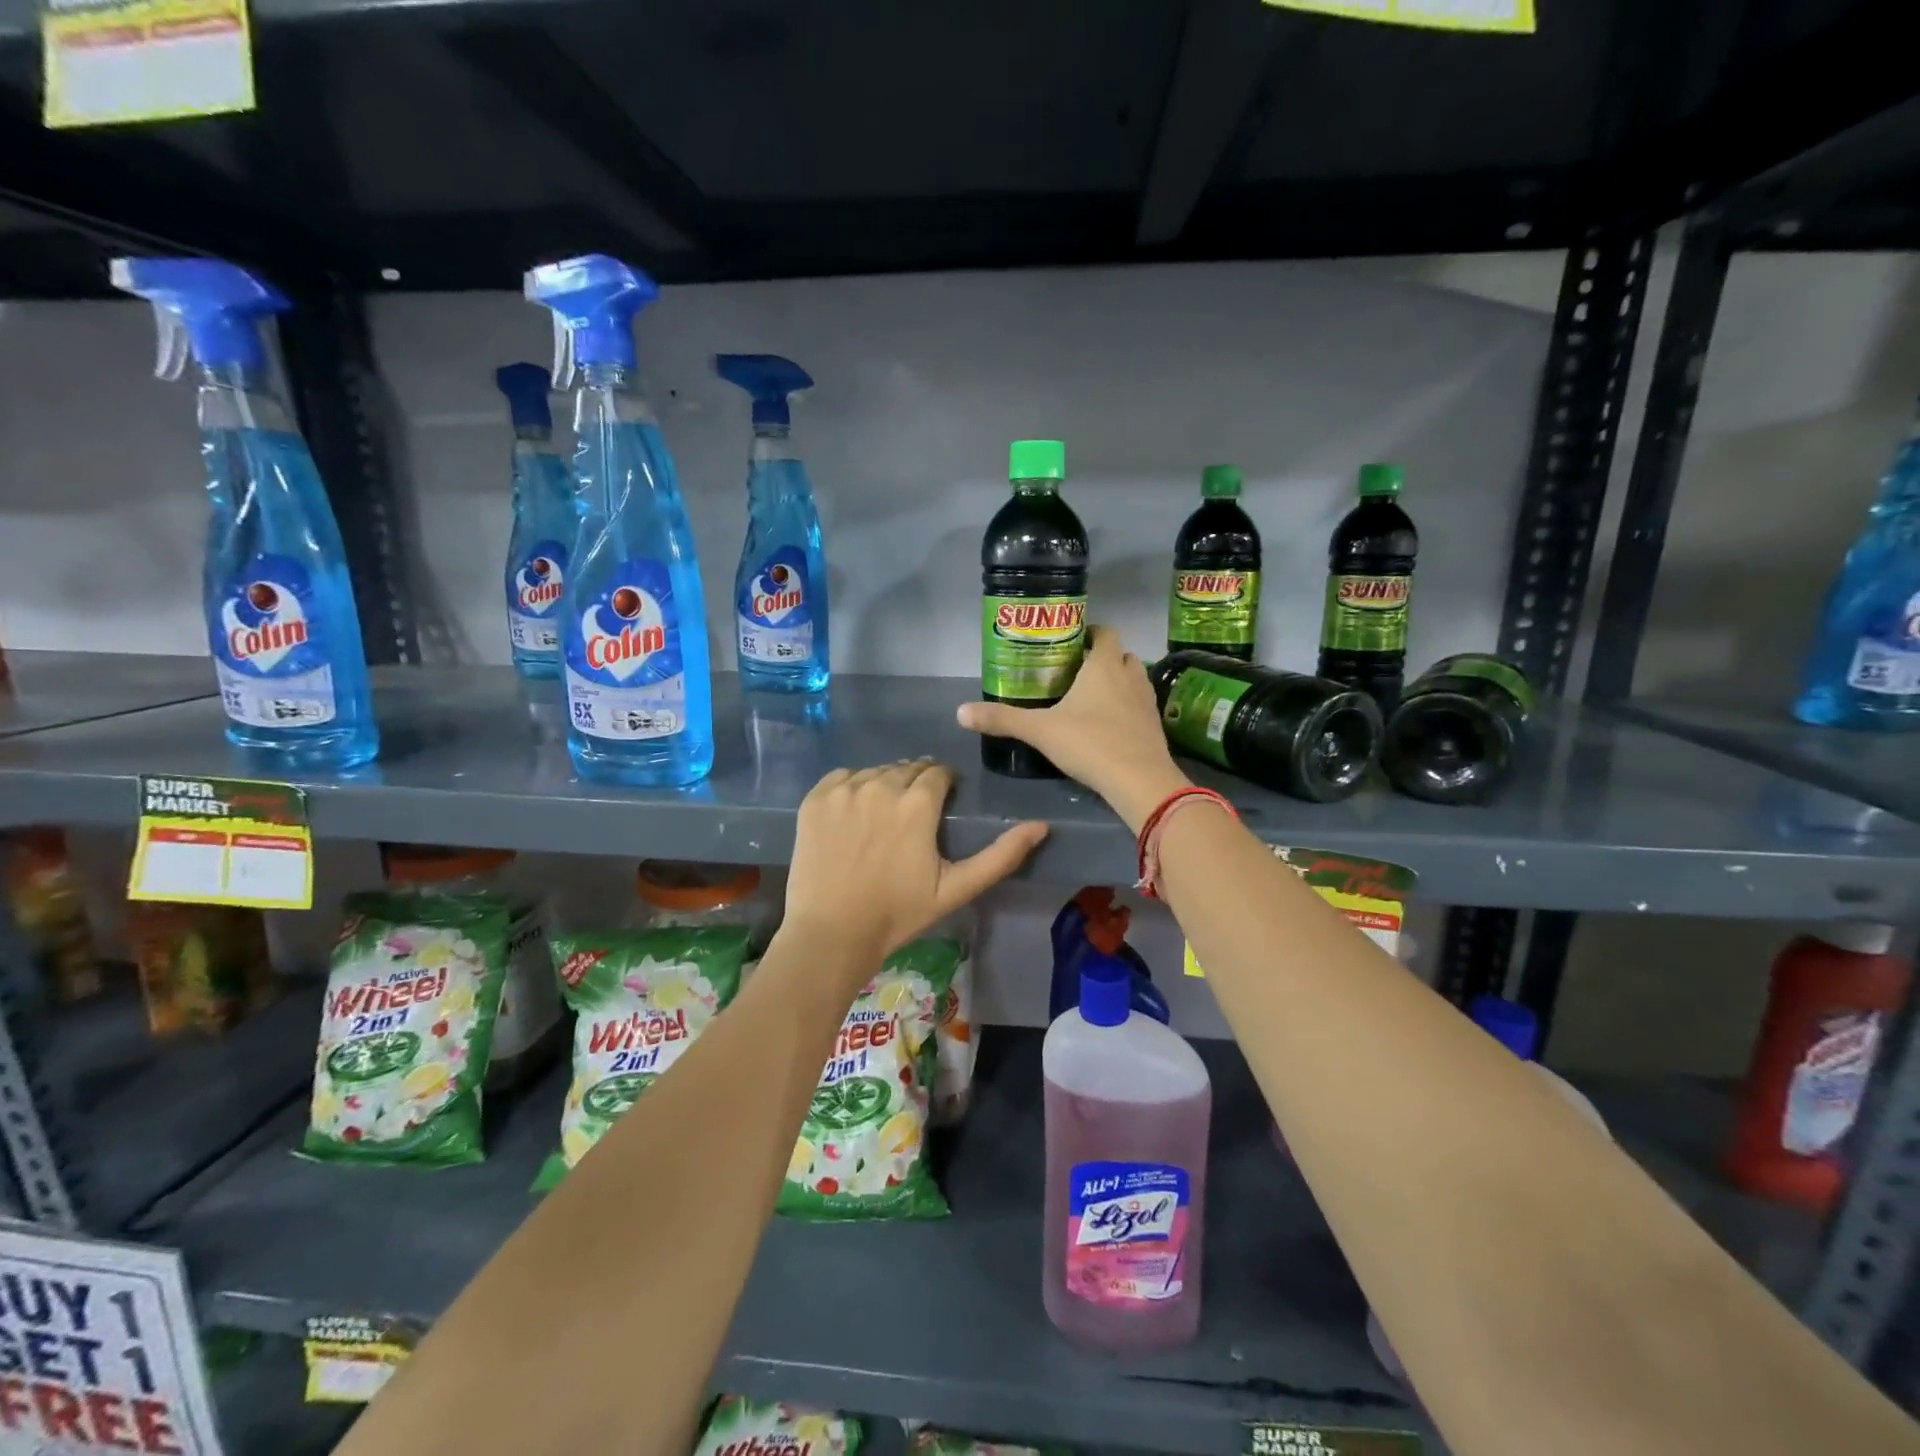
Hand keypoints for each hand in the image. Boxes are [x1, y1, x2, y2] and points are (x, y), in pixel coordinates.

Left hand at [782, 759, 1047, 979]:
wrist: (831, 933)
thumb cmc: (899, 913)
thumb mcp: (957, 888)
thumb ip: (1001, 855)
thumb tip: (1041, 826)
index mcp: (918, 802)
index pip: (938, 772)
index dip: (943, 785)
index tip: (941, 804)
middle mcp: (881, 784)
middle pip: (907, 769)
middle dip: (915, 785)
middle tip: (911, 818)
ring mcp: (844, 790)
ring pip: (875, 772)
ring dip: (884, 786)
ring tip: (882, 819)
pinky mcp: (815, 799)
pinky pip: (842, 778)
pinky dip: (852, 789)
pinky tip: (853, 817)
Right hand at [956, 625, 1190, 831]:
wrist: (1139, 780)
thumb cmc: (1090, 743)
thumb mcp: (1040, 730)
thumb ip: (1002, 719)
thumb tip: (960, 712)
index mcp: (1104, 666)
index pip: (1105, 633)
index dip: (1092, 632)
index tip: (1073, 641)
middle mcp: (1130, 676)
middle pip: (1122, 655)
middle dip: (1104, 658)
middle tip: (1078, 671)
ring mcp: (1147, 701)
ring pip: (1135, 679)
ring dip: (1119, 681)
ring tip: (1094, 697)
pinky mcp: (1155, 726)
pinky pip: (1141, 706)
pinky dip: (1128, 707)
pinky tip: (1110, 725)